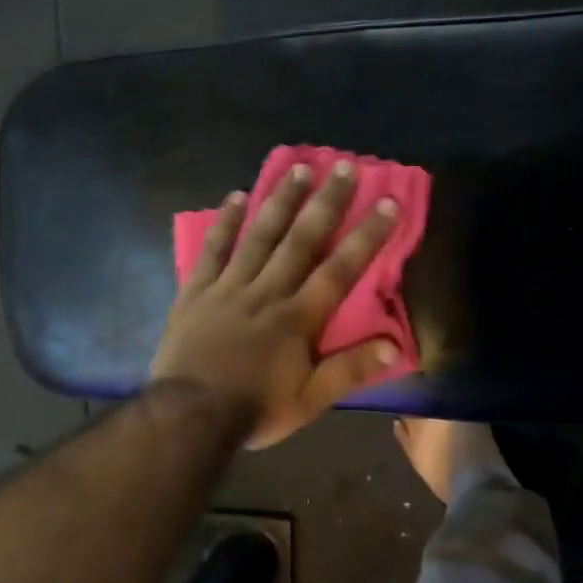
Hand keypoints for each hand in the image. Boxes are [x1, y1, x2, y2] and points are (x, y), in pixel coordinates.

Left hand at [151, 162, 402, 448]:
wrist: (188, 416)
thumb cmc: (253, 409)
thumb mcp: (309, 401)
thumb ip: (350, 370)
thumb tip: (395, 345)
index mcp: (297, 317)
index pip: (340, 269)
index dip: (367, 235)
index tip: (387, 201)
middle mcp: (267, 291)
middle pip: (301, 239)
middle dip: (326, 202)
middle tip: (344, 166)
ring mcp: (228, 287)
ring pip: (259, 235)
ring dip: (280, 200)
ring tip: (298, 168)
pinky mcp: (196, 291)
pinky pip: (212, 250)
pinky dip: (224, 222)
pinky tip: (235, 197)